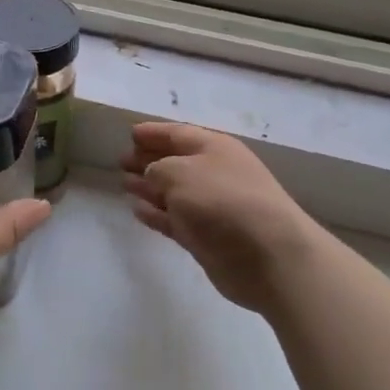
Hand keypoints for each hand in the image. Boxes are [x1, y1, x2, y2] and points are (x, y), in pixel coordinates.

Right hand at [120, 121, 327, 315]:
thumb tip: (152, 174)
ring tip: (124, 183)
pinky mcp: (206, 237)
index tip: (130, 134)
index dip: (153, 133)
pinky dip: (155, 213)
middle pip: (175, 161)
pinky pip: (174, 219)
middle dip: (148, 159)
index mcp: (213, 148)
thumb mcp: (180, 173)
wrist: (268, 256)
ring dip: (149, 187)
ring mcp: (211, 207)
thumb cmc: (223, 202)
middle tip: (121, 161)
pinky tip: (137, 210)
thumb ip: (157, 168)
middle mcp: (214, 173)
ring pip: (172, 192)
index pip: (178, 133)